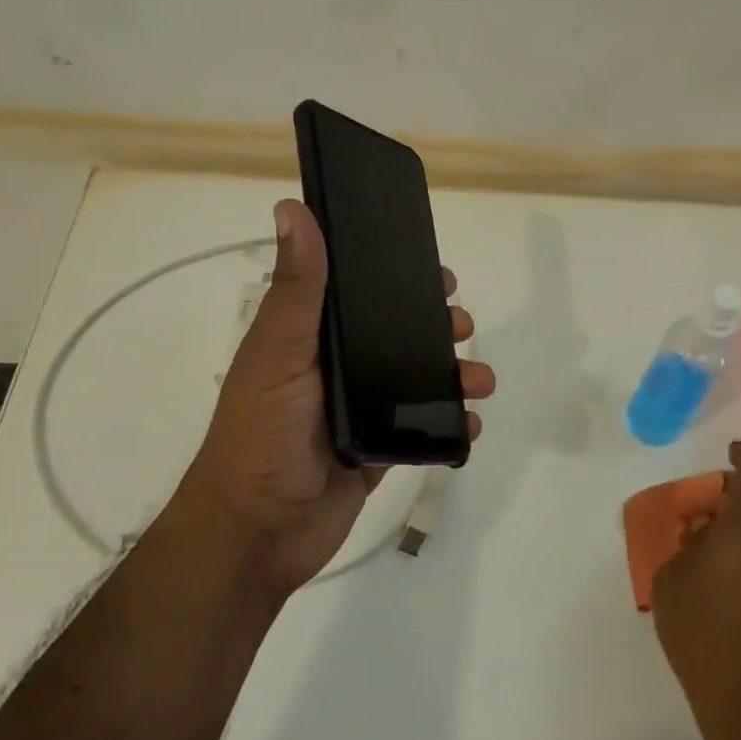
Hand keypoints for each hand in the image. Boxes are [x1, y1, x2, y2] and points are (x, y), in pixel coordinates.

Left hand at [169, 199, 495, 598]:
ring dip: (456, 376)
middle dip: (438, 326)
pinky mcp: (381, 450)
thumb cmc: (262, 433)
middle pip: (398, 335)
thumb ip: (297, 288)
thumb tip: (293, 208)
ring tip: (480, 382)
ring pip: (420, 381)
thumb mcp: (279, 352)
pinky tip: (471, 423)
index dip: (398, 279)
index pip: (360, 295)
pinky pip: (426, 429)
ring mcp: (362, 411)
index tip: (437, 272)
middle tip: (462, 326)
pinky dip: (453, 424)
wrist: (260, 531)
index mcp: (312, 340)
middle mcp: (339, 370)